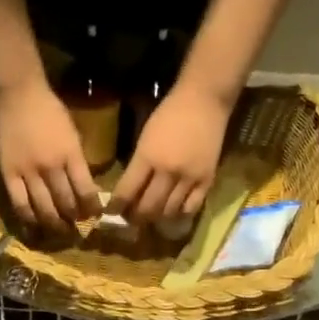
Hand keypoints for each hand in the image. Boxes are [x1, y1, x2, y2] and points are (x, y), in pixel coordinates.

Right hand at [0, 79, 98, 232]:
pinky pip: (20, 204)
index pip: (86, 191)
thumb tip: (85, 187)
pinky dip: (29, 219)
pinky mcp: (9, 174)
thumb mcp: (72, 133)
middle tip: (78, 229)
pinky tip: (35, 227)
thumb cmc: (49, 110)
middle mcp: (52, 167)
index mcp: (71, 154)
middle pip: (66, 203)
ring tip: (60, 232)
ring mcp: (29, 172)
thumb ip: (77, 160)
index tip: (94, 216)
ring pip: (44, 209)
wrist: (17, 94)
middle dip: (74, 220)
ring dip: (54, 225)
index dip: (92, 208)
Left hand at [109, 84, 232, 227]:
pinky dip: (179, 213)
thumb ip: (138, 165)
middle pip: (147, 208)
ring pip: (168, 212)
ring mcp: (189, 178)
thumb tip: (128, 191)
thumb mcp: (145, 138)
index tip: (111, 213)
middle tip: (131, 218)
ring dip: (156, 218)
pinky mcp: (207, 180)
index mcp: (147, 157)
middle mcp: (167, 171)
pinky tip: (173, 210)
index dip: (116, 207)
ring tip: (150, 216)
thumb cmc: (169, 114)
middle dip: (135, 217)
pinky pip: (191, 208)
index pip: (126, 192)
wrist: (204, 101)